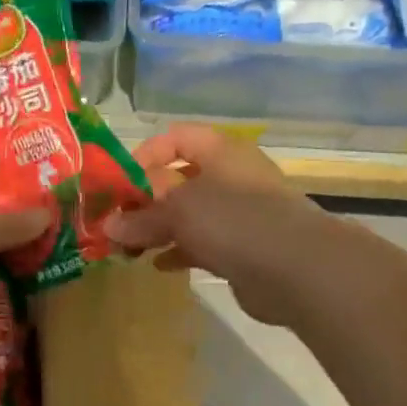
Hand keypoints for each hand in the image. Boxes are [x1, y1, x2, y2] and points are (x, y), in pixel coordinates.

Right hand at [105, 125, 331, 326]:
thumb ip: (141, 216)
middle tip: (117, 221)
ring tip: (129, 247)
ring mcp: (239, 213)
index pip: (176, 137)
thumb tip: (109, 226)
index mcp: (220, 151)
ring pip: (189, 214)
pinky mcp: (243, 247)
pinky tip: (159, 264)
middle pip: (179, 179)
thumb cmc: (234, 220)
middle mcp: (231, 176)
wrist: (297, 268)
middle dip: (145, 199)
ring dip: (159, 228)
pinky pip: (202, 243)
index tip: (119, 183)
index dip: (145, 154)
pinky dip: (179, 250)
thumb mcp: (179, 210)